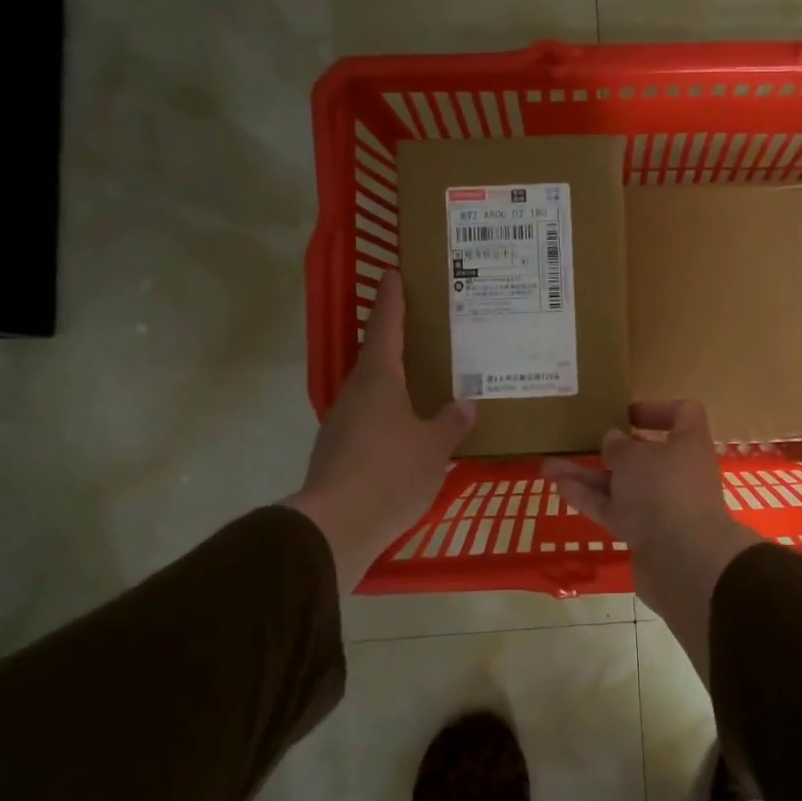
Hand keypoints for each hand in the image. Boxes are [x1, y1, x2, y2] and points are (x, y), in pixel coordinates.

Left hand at [287, 273, 475, 590]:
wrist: (336, 528)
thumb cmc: (390, 473)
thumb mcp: (434, 448)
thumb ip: (451, 423)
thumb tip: (465, 404)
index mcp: (378, 380)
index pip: (386, 326)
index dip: (392, 298)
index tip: (394, 272)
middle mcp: (355, 393)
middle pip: (377, 358)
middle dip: (399, 342)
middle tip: (428, 333)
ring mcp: (342, 424)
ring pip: (373, 391)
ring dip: (395, 383)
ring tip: (425, 383)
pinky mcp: (338, 452)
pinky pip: (370, 421)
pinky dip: (390, 416)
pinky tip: (409, 431)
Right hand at [545, 401, 762, 683]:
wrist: (684, 562)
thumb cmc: (663, 490)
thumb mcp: (634, 458)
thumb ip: (619, 447)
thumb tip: (613, 440)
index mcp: (688, 444)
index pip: (683, 414)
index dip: (656, 409)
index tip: (625, 413)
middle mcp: (678, 472)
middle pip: (644, 454)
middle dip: (608, 449)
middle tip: (577, 440)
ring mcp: (662, 505)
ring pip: (622, 485)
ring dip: (587, 476)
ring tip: (548, 467)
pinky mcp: (646, 534)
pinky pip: (615, 510)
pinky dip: (590, 500)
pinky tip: (560, 489)